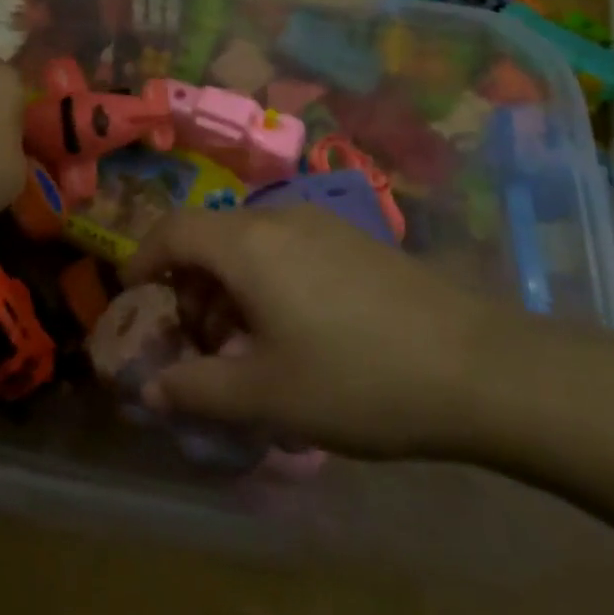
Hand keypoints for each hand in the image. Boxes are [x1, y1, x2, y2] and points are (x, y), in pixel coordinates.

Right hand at [125, 205, 532, 457]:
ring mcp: (319, 223)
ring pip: (248, 243)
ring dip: (228, 286)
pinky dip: (265, 278)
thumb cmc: (357, 379)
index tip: (133, 299)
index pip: (170, 231)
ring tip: (249, 344)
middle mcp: (276, 218)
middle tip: (201, 344)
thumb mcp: (268, 396)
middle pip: (208, 237)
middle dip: (189, 286)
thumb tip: (150, 390)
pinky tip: (296, 329)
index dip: (142, 261)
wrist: (480, 368)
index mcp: (245, 244)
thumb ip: (198, 390)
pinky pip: (284, 247)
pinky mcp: (352, 239)